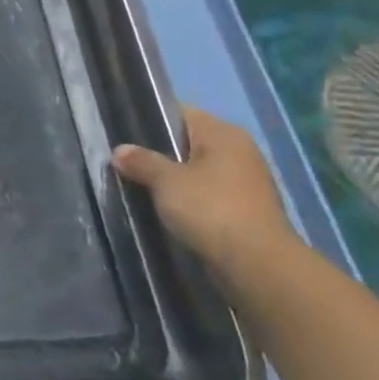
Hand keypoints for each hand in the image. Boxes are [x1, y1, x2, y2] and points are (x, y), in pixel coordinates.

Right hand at [112, 107, 296, 278]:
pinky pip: (208, 196)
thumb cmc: (210, 209)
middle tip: (127, 164)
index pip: (179, 113)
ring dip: (173, 181)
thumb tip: (120, 151)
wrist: (258, 266)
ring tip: (141, 188)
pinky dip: (189, 201)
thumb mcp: (166, 181)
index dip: (149, 120)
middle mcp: (239, 151)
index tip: (123, 135)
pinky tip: (166, 211)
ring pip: (197, 172)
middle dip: (159, 154)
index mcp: (223, 133)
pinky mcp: (247, 211)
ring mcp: (246, 183)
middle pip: (188, 143)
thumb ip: (141, 161)